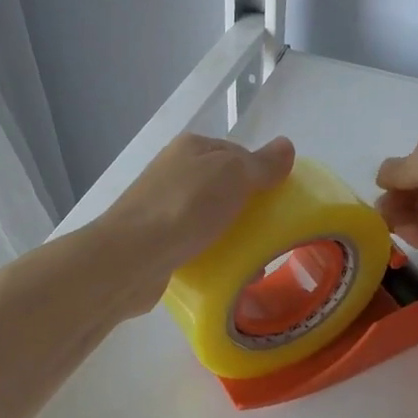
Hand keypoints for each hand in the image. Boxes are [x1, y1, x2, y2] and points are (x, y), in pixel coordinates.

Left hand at [100, 133, 295, 313]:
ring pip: (210, 217)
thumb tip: (286, 145)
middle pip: (224, 187)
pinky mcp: (157, 240)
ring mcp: (162, 206)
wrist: (131, 257)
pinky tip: (224, 271)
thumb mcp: (233, 175)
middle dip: (248, 210)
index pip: (238, 153)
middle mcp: (174, 172)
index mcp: (191, 148)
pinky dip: (212, 255)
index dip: (261, 174)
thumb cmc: (185, 207)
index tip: (279, 201)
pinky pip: (194, 243)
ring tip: (252, 261)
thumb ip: (261, 163)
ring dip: (232, 236)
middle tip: (269, 234)